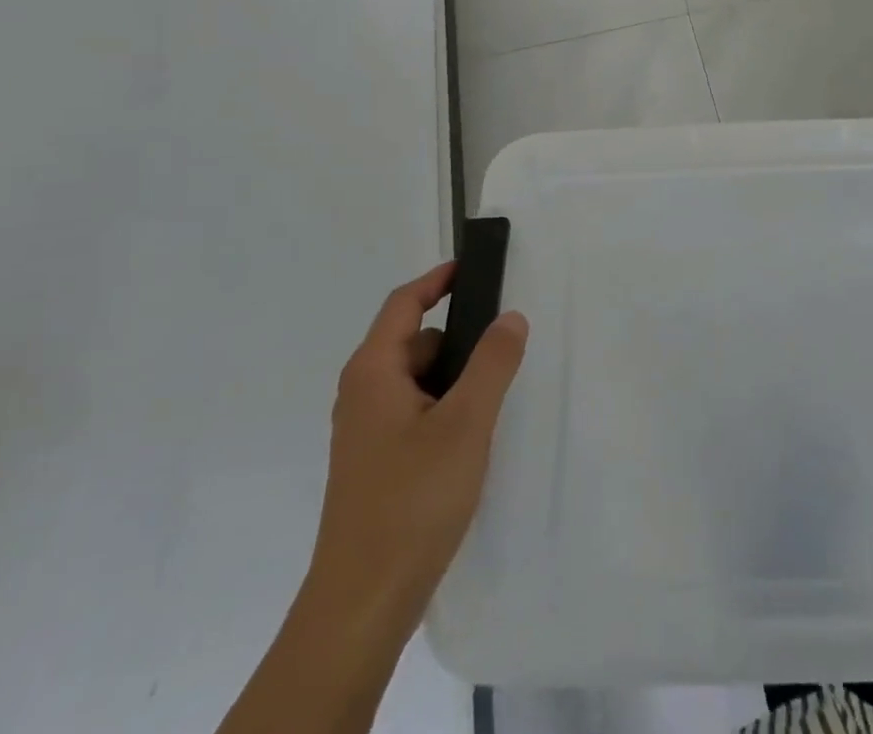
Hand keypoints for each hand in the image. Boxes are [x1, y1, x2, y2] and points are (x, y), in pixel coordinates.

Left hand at [302, 260, 528, 637]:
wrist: (362, 605)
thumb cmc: (412, 500)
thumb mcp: (466, 423)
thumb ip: (492, 363)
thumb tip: (510, 317)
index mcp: (373, 372)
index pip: (404, 304)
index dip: (437, 279)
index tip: (472, 267)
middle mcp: (362, 394)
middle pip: (413, 342)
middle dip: (458, 339)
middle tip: (504, 346)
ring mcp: (366, 433)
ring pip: (417, 382)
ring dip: (454, 379)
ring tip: (495, 398)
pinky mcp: (375, 465)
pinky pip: (414, 414)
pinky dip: (444, 409)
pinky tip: (472, 439)